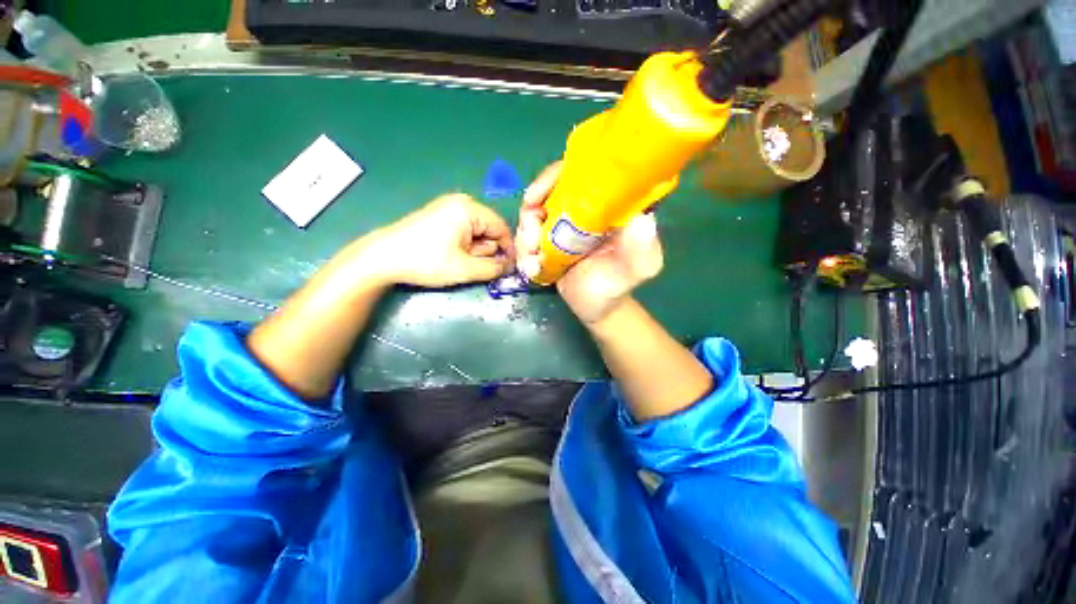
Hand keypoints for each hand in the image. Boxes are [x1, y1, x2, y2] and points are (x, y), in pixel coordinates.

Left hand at [363, 194, 513, 287]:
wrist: (384, 258)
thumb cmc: (427, 261)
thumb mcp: (465, 269)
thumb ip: (494, 268)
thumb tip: (511, 266)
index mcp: (469, 209)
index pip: (502, 228)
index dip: (508, 249)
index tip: (508, 268)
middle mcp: (462, 203)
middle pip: (490, 230)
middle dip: (485, 251)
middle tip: (470, 265)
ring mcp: (449, 208)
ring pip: (478, 232)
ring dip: (474, 250)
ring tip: (457, 260)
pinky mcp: (441, 216)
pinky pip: (465, 231)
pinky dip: (464, 246)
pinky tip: (450, 255)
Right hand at [517, 163, 663, 325]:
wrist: (597, 308)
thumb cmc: (618, 286)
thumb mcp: (638, 267)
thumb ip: (642, 245)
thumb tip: (640, 217)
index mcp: (606, 205)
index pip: (579, 174)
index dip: (553, 178)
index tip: (535, 197)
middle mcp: (582, 210)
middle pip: (546, 193)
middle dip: (531, 215)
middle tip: (531, 241)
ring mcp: (562, 226)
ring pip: (532, 217)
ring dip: (525, 238)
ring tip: (533, 263)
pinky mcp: (548, 242)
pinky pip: (527, 238)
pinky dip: (523, 252)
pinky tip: (531, 270)